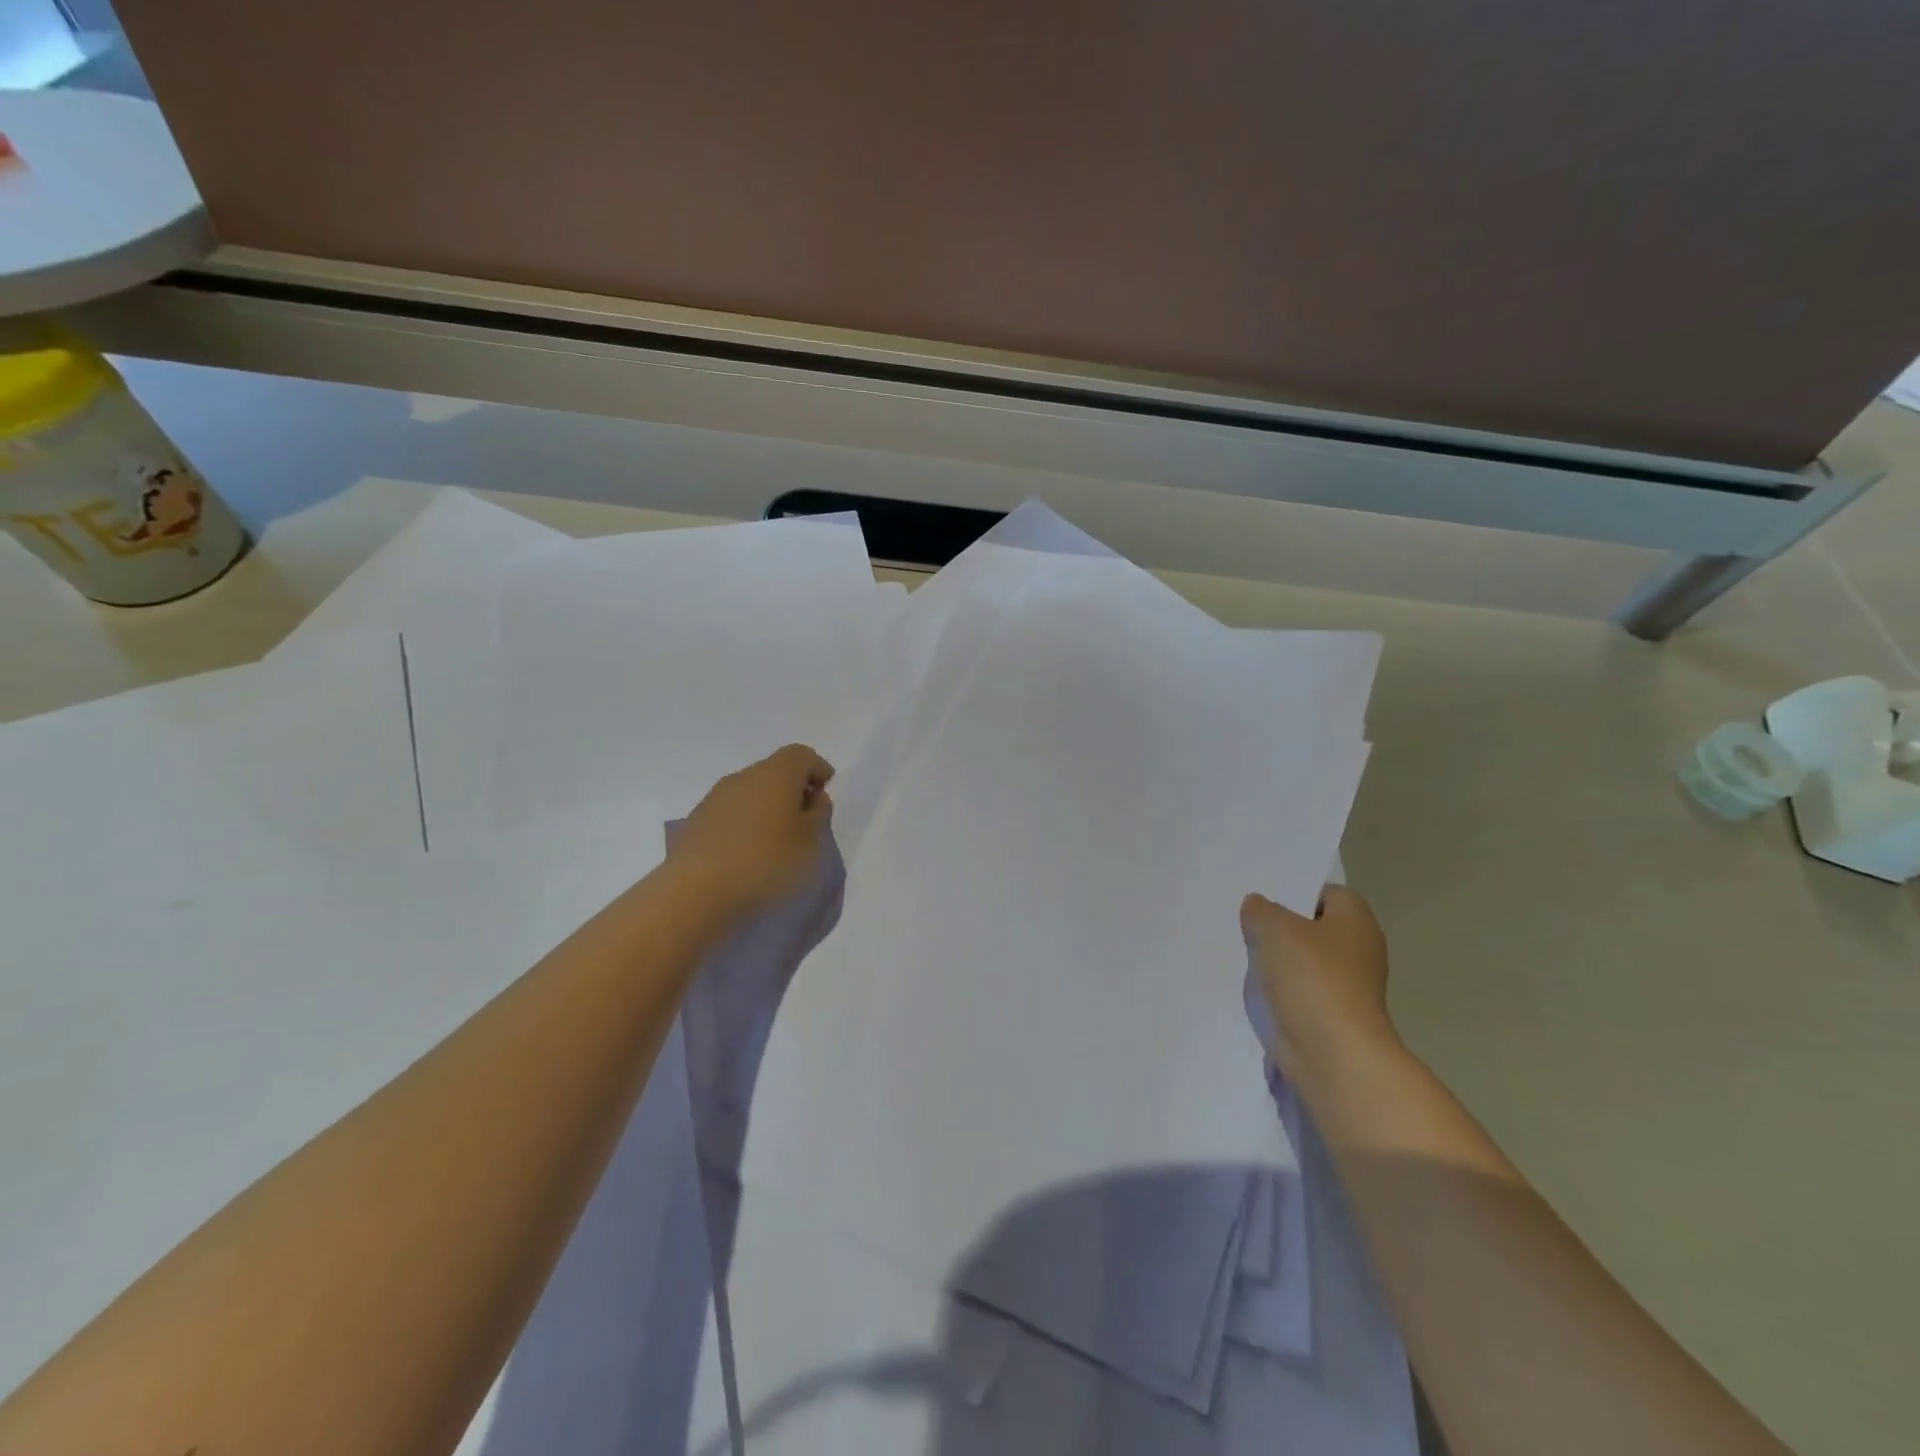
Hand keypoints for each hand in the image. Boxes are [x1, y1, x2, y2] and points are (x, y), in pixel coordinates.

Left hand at [670, 745, 834, 918]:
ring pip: (750, 791)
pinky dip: (745, 823)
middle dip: (792, 789)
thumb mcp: (810, 842)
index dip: (817, 769)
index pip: (801, 755)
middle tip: (804, 819)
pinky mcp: (696, 821)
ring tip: (776, 840)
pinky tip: (747, 852)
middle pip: (774, 770)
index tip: (826, 791)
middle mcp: (743, 777)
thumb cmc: (765, 862)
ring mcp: (715, 797)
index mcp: (776, 774)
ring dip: (767, 807)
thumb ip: (818, 815)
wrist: (696, 892)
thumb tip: (813, 798)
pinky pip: (731, 812)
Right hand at [1241, 886, 1398, 1090]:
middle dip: (1282, 928)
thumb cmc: (1312, 978)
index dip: (1298, 892)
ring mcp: (1346, 988)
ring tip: (1244, 956)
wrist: (1332, 1054)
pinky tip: (1253, 989)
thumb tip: (1258, 906)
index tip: (1266, 900)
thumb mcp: (1275, 928)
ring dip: (1277, 962)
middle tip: (1248, 925)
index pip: (1329, 893)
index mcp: (1356, 922)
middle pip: (1314, 929)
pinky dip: (1279, 992)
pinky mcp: (1330, 1017)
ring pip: (1304, 962)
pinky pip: (1299, 993)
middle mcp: (1358, 952)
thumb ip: (1261, 910)